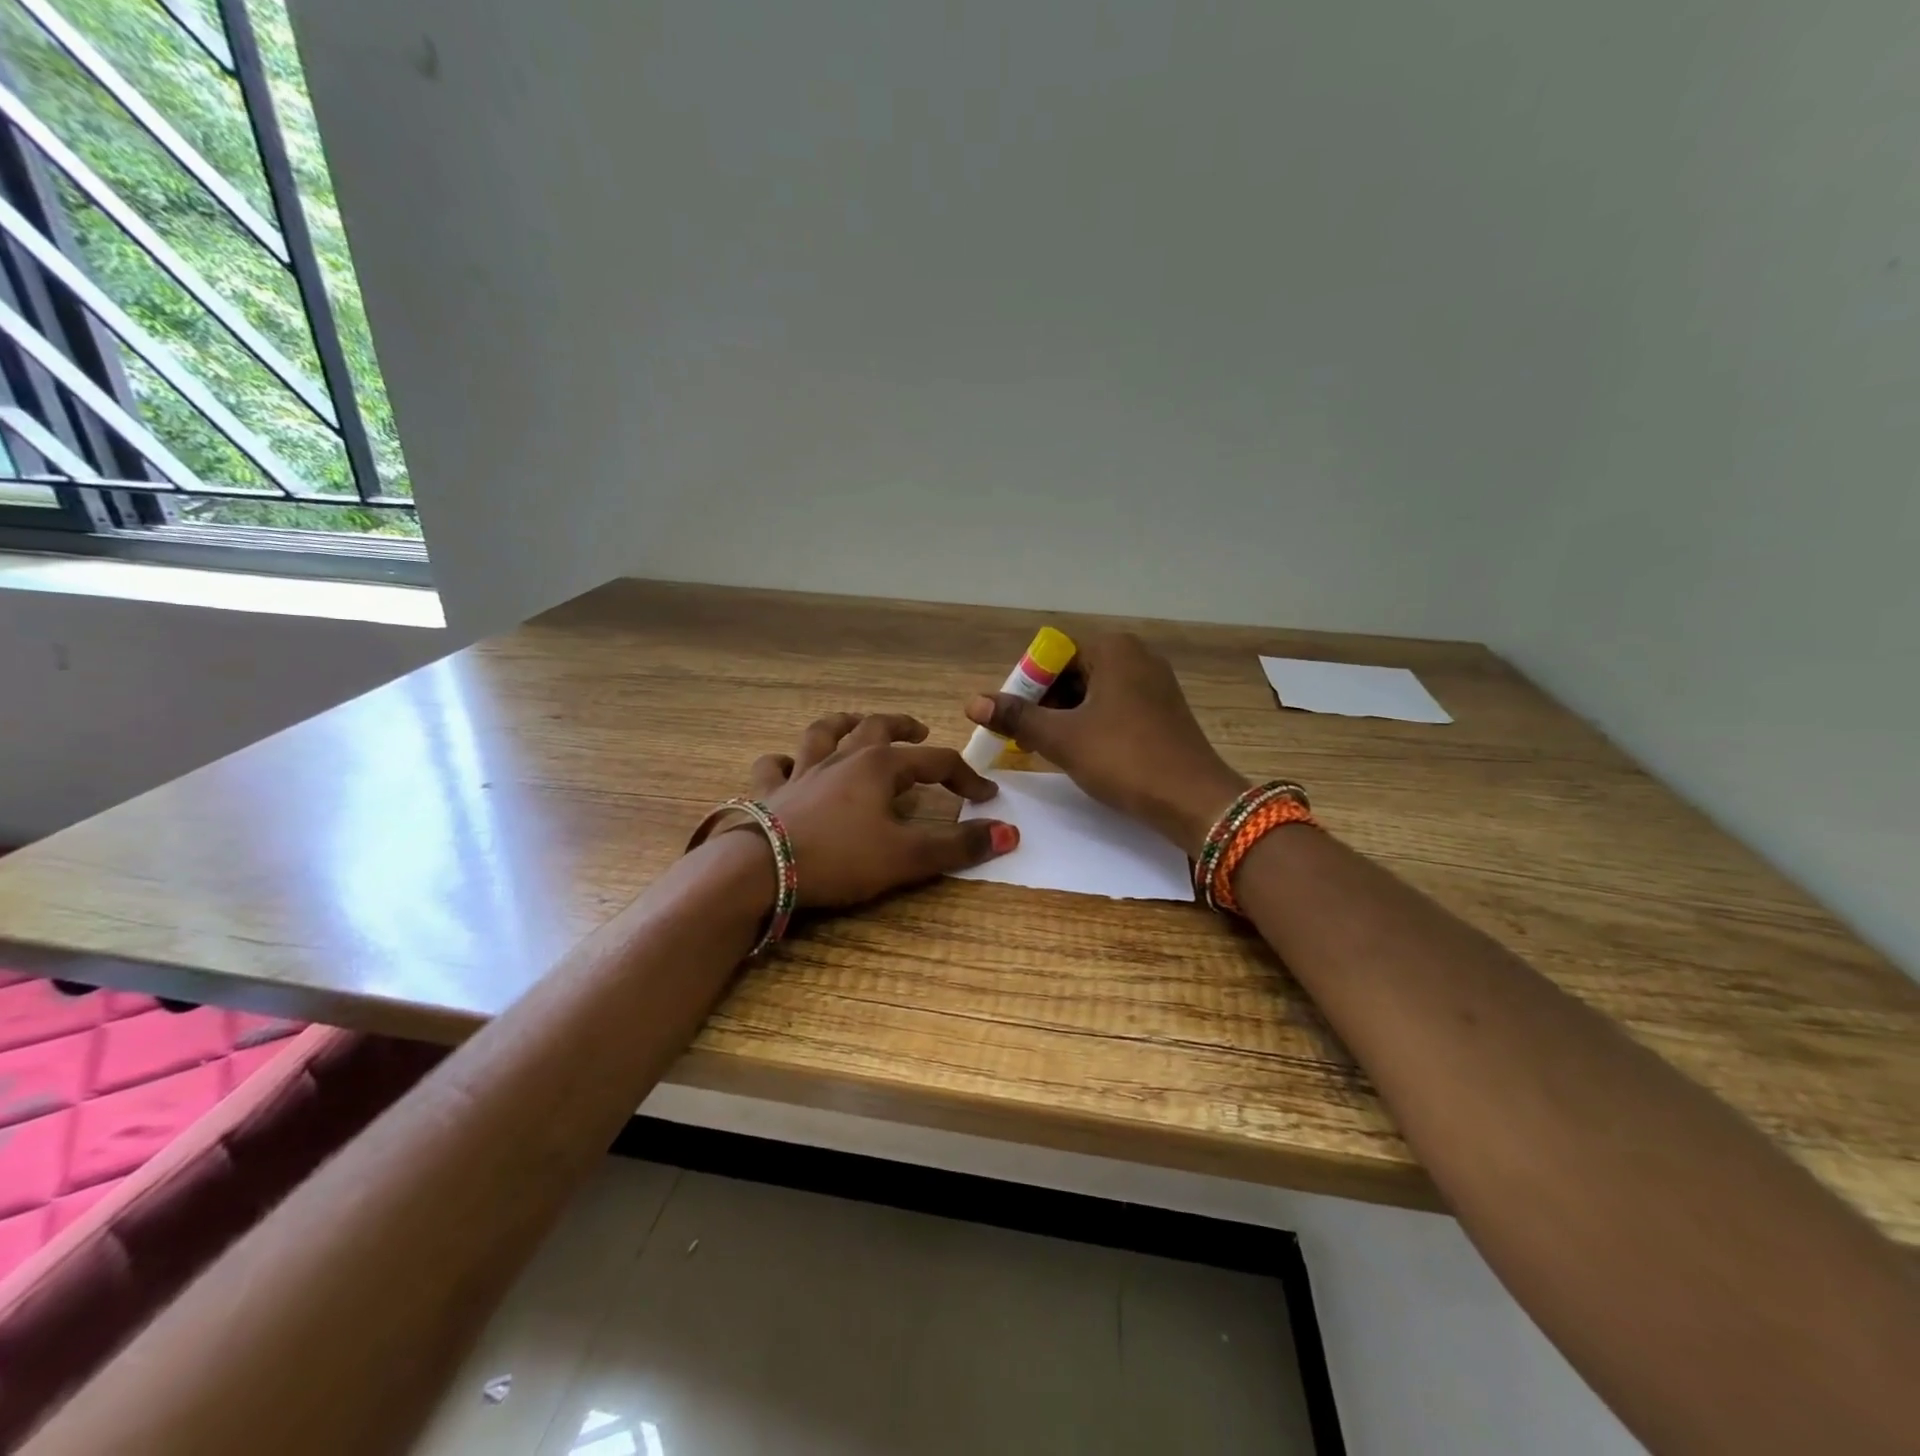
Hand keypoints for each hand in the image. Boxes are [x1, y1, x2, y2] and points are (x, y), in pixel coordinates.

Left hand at [736, 712, 1017, 907]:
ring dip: (843, 724)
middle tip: (919, 729)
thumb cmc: (840, 858)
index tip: (984, 794)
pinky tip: (788, 764)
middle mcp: (842, 757)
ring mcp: (802, 770)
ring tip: (854, 723)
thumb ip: (958, 845)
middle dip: (902, 726)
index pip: (935, 762)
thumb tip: (1009, 833)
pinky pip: (775, 764)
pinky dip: (784, 761)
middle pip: (877, 728)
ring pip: (824, 733)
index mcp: (880, 766)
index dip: (964, 776)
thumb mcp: (907, 857)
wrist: (760, 869)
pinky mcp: (769, 790)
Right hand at [965, 634, 1247, 856]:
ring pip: (1093, 692)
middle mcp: (1136, 655)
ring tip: (1047, 749)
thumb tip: (972, 702)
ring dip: (1065, 717)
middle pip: (1073, 672)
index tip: (1012, 721)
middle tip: (1024, 738)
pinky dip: (1092, 724)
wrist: (1194, 800)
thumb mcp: (1062, 738)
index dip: (1025, 688)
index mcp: (1113, 648)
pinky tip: (1082, 753)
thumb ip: (1016, 716)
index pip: (1051, 657)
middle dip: (1044, 704)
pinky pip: (1115, 707)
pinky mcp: (1163, 710)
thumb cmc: (1124, 759)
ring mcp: (1154, 683)